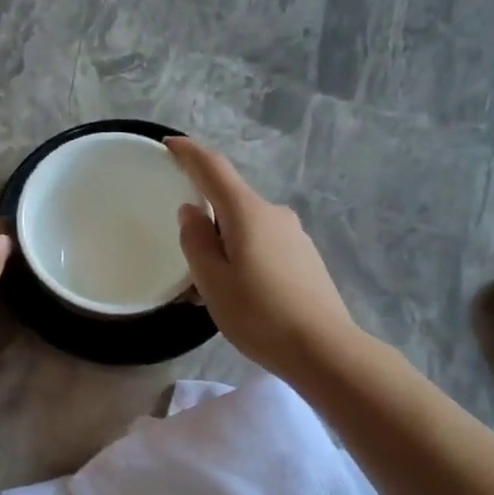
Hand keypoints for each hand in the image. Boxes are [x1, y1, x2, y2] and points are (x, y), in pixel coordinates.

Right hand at [166, 137, 360, 382]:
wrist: (324, 349)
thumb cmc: (259, 315)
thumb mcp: (213, 282)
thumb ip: (196, 242)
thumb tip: (191, 211)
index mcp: (248, 213)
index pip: (213, 169)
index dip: (189, 154)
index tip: (169, 145)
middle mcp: (274, 214)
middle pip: (230, 202)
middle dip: (204, 219)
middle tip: (183, 255)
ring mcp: (294, 236)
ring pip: (247, 229)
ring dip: (224, 246)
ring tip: (208, 288)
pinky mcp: (305, 258)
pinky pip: (264, 246)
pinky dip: (243, 258)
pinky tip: (239, 294)